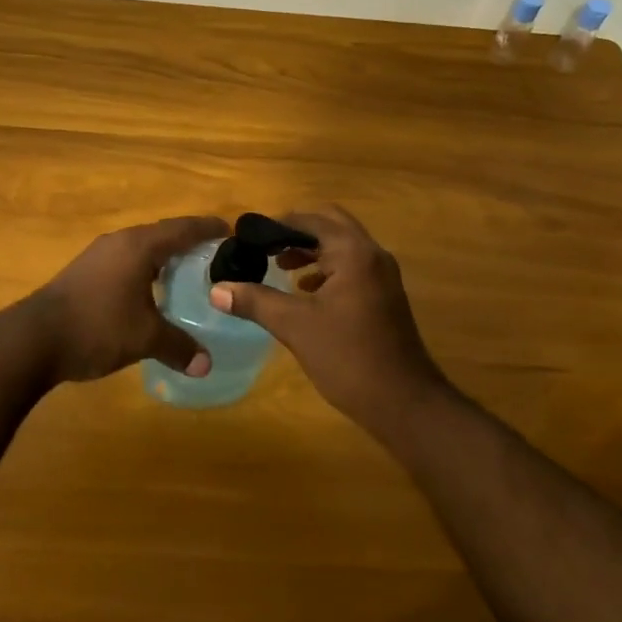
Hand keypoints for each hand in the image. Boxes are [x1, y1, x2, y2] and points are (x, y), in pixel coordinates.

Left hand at [26, 215, 229, 384]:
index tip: (231, 232)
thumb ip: (179, 347)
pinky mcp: (85, 272)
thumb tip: (206, 365)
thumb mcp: (144, 339)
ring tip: (188, 277)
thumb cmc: (96, 327)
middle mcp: (120, 241)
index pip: (183, 228)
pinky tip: (152, 294)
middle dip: (189, 244)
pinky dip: (146, 271)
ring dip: (165, 259)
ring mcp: (99, 255)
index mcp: (139, 246)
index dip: (209, 229)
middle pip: (163, 235)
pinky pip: (126, 262)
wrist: (33, 339)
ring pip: (142, 249)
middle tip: (216, 259)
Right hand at [208, 205, 451, 436]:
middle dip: (296, 232)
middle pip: (330, 224)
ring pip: (342, 247)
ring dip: (311, 250)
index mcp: (353, 252)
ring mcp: (382, 276)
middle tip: (265, 247)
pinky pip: (351, 267)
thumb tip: (217, 289)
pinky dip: (326, 269)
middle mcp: (372, 254)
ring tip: (279, 267)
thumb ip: (255, 301)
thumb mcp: (295, 326)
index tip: (248, 237)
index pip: (311, 219)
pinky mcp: (384, 296)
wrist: (404, 402)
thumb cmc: (348, 357)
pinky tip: (305, 292)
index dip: (277, 224)